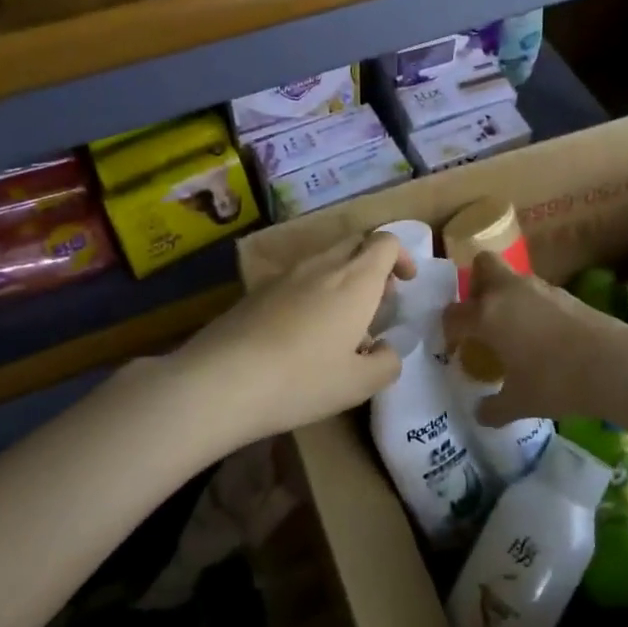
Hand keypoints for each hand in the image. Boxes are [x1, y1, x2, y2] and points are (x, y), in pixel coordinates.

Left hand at [173, 232, 415, 451]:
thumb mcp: (358, 385)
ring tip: (340, 323)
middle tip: (377, 301)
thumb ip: (386, 364)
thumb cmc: (303, 379)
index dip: (402, 256)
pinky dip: (312, 292)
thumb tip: (387, 350)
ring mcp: (286, 275)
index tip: (405, 283)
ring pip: (324, 261)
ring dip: (342, 279)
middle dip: (373, 263)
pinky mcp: (257, 291)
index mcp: (355, 280)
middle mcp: (322, 266)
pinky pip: (297, 279)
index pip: (385, 242)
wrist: (222, 379)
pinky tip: (301, 334)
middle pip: (355, 243)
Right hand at [443, 251, 627, 428]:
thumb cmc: (554, 382)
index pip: (454, 313)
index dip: (449, 330)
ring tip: (513, 332)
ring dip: (507, 297)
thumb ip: (494, 408)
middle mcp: (508, 291)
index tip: (457, 349)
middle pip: (483, 266)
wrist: (611, 364)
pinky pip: (537, 294)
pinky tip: (542, 337)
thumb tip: (481, 414)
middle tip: (481, 318)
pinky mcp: (566, 294)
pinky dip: (532, 308)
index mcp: (487, 314)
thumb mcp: (519, 403)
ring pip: (513, 279)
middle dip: (477, 286)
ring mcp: (540, 288)